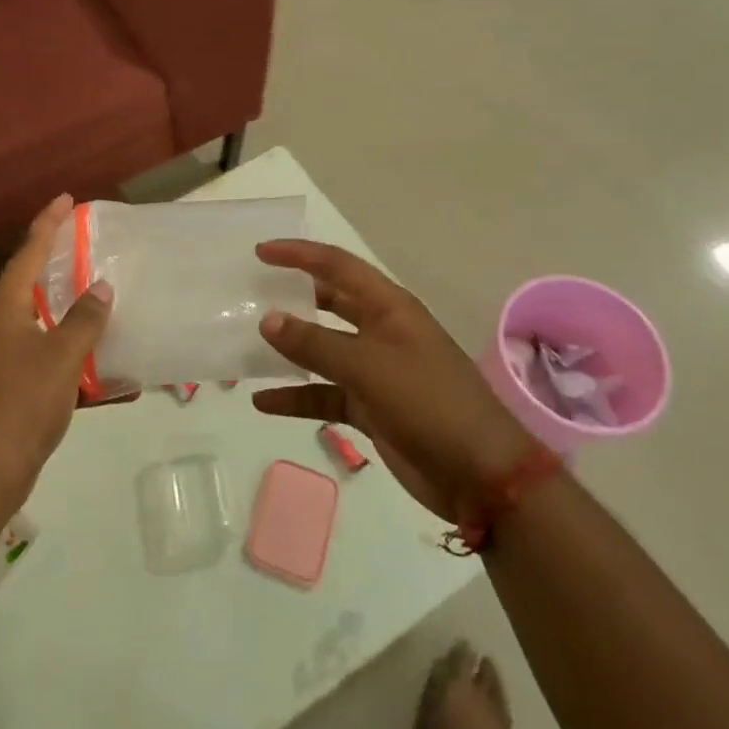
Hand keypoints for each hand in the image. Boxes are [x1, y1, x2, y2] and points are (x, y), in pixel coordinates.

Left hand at [0, 195, 112, 513]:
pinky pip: (47, 366)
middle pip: (29, 287)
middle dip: (57, 266)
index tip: (66, 199)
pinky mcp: (8, 396)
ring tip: (103, 306)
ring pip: (41, 328)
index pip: (26, 255)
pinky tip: (110, 382)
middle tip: (88, 248)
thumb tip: (100, 287)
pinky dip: (75, 366)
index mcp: (4, 312)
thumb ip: (84, 320)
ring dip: (71, 318)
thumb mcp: (61, 358)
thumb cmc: (19, 406)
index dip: (47, 225)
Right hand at [250, 241, 535, 521]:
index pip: (337, 266)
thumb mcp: (368, 367)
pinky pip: (324, 394)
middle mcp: (380, 331)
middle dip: (293, 297)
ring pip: (323, 350)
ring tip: (247, 345)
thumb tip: (267, 319)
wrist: (481, 476)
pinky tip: (262, 402)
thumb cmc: (429, 403)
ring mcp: (376, 371)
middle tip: (250, 294)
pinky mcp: (371, 408)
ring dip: (289, 350)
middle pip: (329, 303)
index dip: (299, 254)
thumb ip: (315, 343)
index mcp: (388, 307)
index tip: (260, 253)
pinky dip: (296, 397)